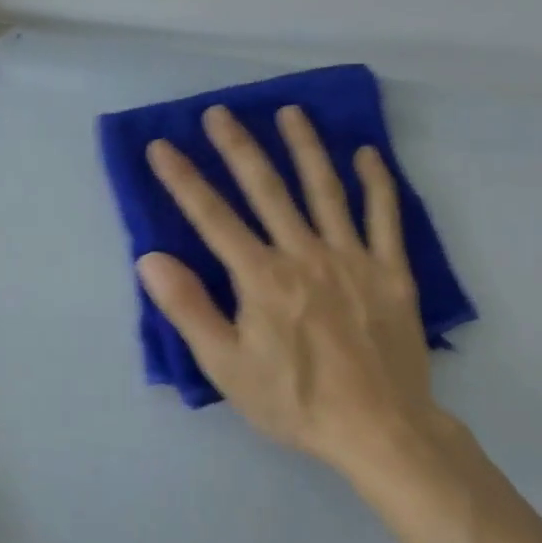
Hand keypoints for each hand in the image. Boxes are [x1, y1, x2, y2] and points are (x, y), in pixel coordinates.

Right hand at [138, 104, 463, 482]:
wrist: (381, 431)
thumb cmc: (296, 401)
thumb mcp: (227, 367)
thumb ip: (189, 309)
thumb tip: (151, 259)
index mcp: (262, 277)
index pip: (213, 217)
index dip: (183, 180)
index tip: (162, 146)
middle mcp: (304, 253)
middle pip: (267, 189)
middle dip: (238, 147)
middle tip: (220, 112)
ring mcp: (351, 257)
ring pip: (324, 189)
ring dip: (305, 147)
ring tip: (290, 111)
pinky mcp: (390, 270)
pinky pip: (384, 216)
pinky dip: (376, 182)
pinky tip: (367, 153)